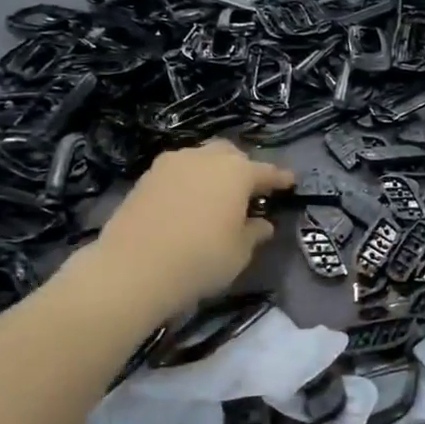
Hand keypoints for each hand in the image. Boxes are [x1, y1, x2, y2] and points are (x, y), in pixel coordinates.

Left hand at [86, 140, 292, 316]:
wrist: (133, 268)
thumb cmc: (201, 259)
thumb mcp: (239, 252)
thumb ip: (254, 232)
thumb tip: (261, 224)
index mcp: (236, 172)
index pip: (267, 172)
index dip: (281, 179)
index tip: (291, 182)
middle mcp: (205, 158)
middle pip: (231, 155)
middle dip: (243, 168)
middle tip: (249, 191)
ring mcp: (171, 164)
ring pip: (200, 159)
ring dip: (212, 173)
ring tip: (216, 197)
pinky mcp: (145, 178)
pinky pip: (177, 173)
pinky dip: (188, 183)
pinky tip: (189, 203)